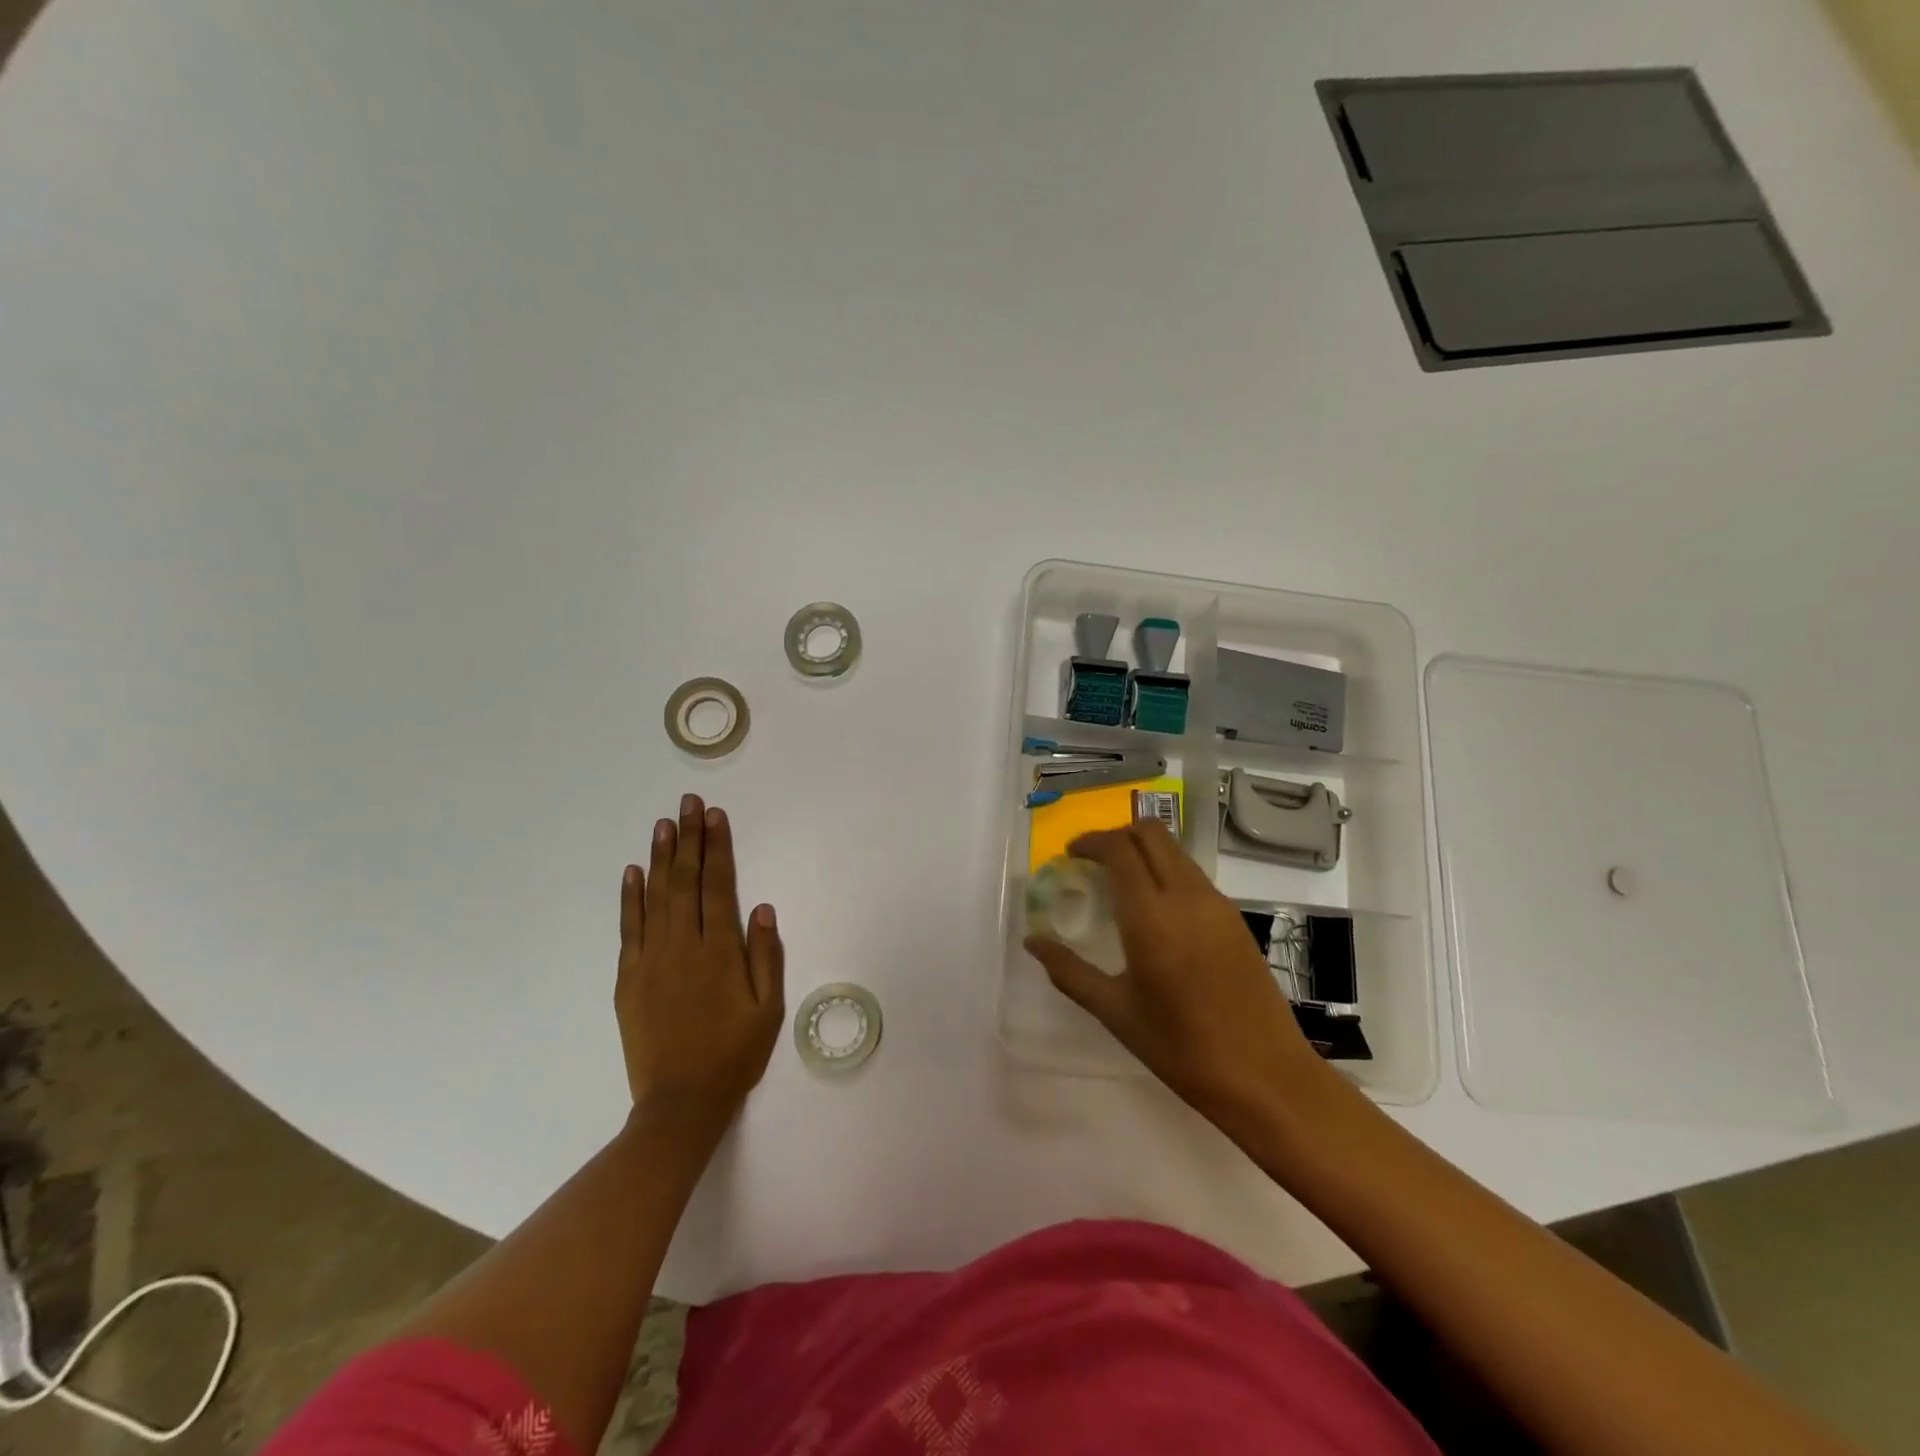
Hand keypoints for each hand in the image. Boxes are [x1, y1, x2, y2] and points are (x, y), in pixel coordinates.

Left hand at [616, 795, 783, 1128]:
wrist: (680, 1103)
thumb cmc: (734, 1054)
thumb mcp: (768, 1009)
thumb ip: (766, 956)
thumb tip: (762, 909)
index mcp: (720, 952)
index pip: (717, 886)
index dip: (717, 848)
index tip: (715, 816)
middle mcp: (683, 946)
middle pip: (685, 881)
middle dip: (688, 838)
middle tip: (689, 803)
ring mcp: (651, 960)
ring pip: (655, 897)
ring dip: (660, 857)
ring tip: (664, 824)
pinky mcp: (629, 978)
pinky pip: (629, 928)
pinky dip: (630, 898)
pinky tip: (632, 872)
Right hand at [1024, 821, 1336, 1132]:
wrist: (1267, 1077)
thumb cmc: (1182, 1049)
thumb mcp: (1115, 1012)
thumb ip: (1069, 971)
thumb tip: (1032, 942)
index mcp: (1152, 917)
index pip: (1119, 849)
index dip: (1091, 842)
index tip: (1070, 854)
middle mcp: (1187, 897)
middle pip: (1151, 833)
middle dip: (1117, 836)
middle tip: (1092, 861)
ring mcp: (1218, 904)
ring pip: (1175, 851)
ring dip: (1143, 852)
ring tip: (1119, 885)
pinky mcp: (1235, 919)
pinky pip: (1193, 875)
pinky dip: (1166, 872)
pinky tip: (1154, 911)